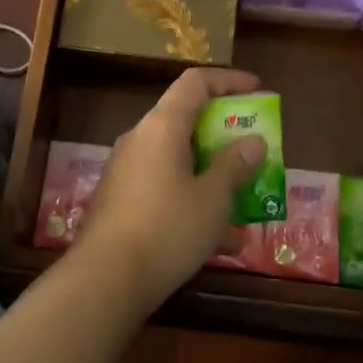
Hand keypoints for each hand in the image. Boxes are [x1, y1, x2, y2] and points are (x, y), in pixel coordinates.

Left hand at [76, 68, 266, 306]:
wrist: (104, 281)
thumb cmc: (166, 229)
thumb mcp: (213, 199)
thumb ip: (234, 165)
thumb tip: (252, 141)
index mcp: (162, 126)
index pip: (196, 82)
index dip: (229, 81)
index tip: (258, 91)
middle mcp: (140, 138)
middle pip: (186, 118)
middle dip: (223, 132)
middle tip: (253, 147)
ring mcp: (126, 169)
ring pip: (177, 157)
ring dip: (210, 171)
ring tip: (243, 197)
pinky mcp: (120, 199)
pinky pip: (164, 185)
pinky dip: (192, 197)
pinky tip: (218, 239)